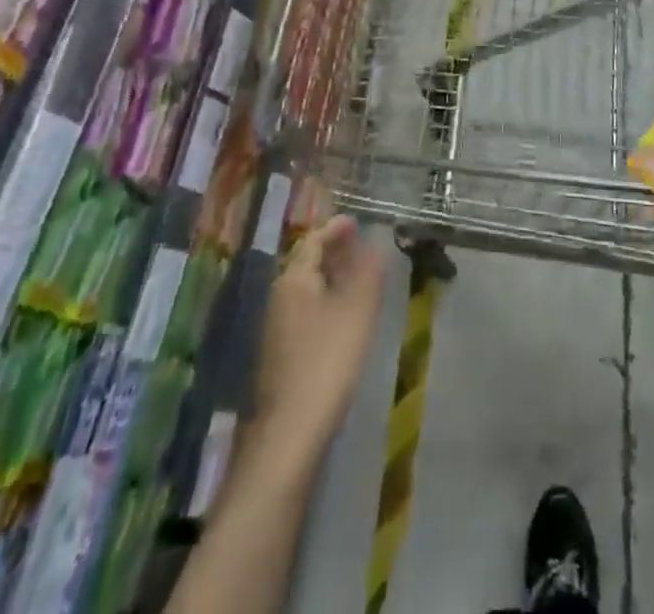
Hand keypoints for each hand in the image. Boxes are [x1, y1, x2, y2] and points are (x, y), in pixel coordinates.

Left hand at [253, 215, 386, 454]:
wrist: (290, 432)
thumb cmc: (326, 361)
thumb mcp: (357, 312)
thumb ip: (368, 274)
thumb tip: (377, 245)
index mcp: (294, 280)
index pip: (313, 242)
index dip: (335, 229)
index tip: (354, 221)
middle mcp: (279, 297)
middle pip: (307, 264)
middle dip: (333, 252)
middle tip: (360, 245)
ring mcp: (277, 328)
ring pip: (307, 289)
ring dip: (331, 277)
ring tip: (358, 276)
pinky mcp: (281, 354)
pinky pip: (306, 311)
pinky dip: (326, 300)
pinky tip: (344, 315)